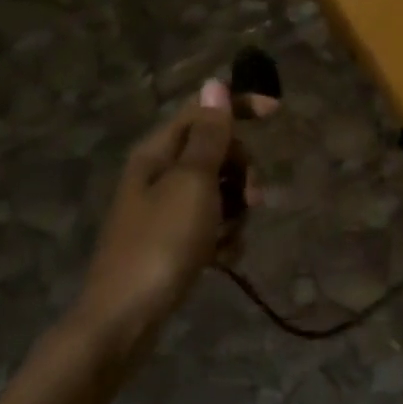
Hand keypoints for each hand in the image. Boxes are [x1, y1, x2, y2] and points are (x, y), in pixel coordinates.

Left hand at [72, 80, 241, 356]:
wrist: (125, 319)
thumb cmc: (161, 243)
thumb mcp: (192, 183)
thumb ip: (209, 136)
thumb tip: (214, 84)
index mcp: (158, 153)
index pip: (203, 112)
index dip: (239, 107)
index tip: (277, 113)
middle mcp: (159, 175)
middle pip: (216, 153)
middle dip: (241, 171)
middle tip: (251, 198)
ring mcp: (165, 211)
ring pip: (219, 192)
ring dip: (235, 211)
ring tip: (230, 237)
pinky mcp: (172, 243)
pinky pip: (211, 226)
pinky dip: (223, 238)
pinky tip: (223, 259)